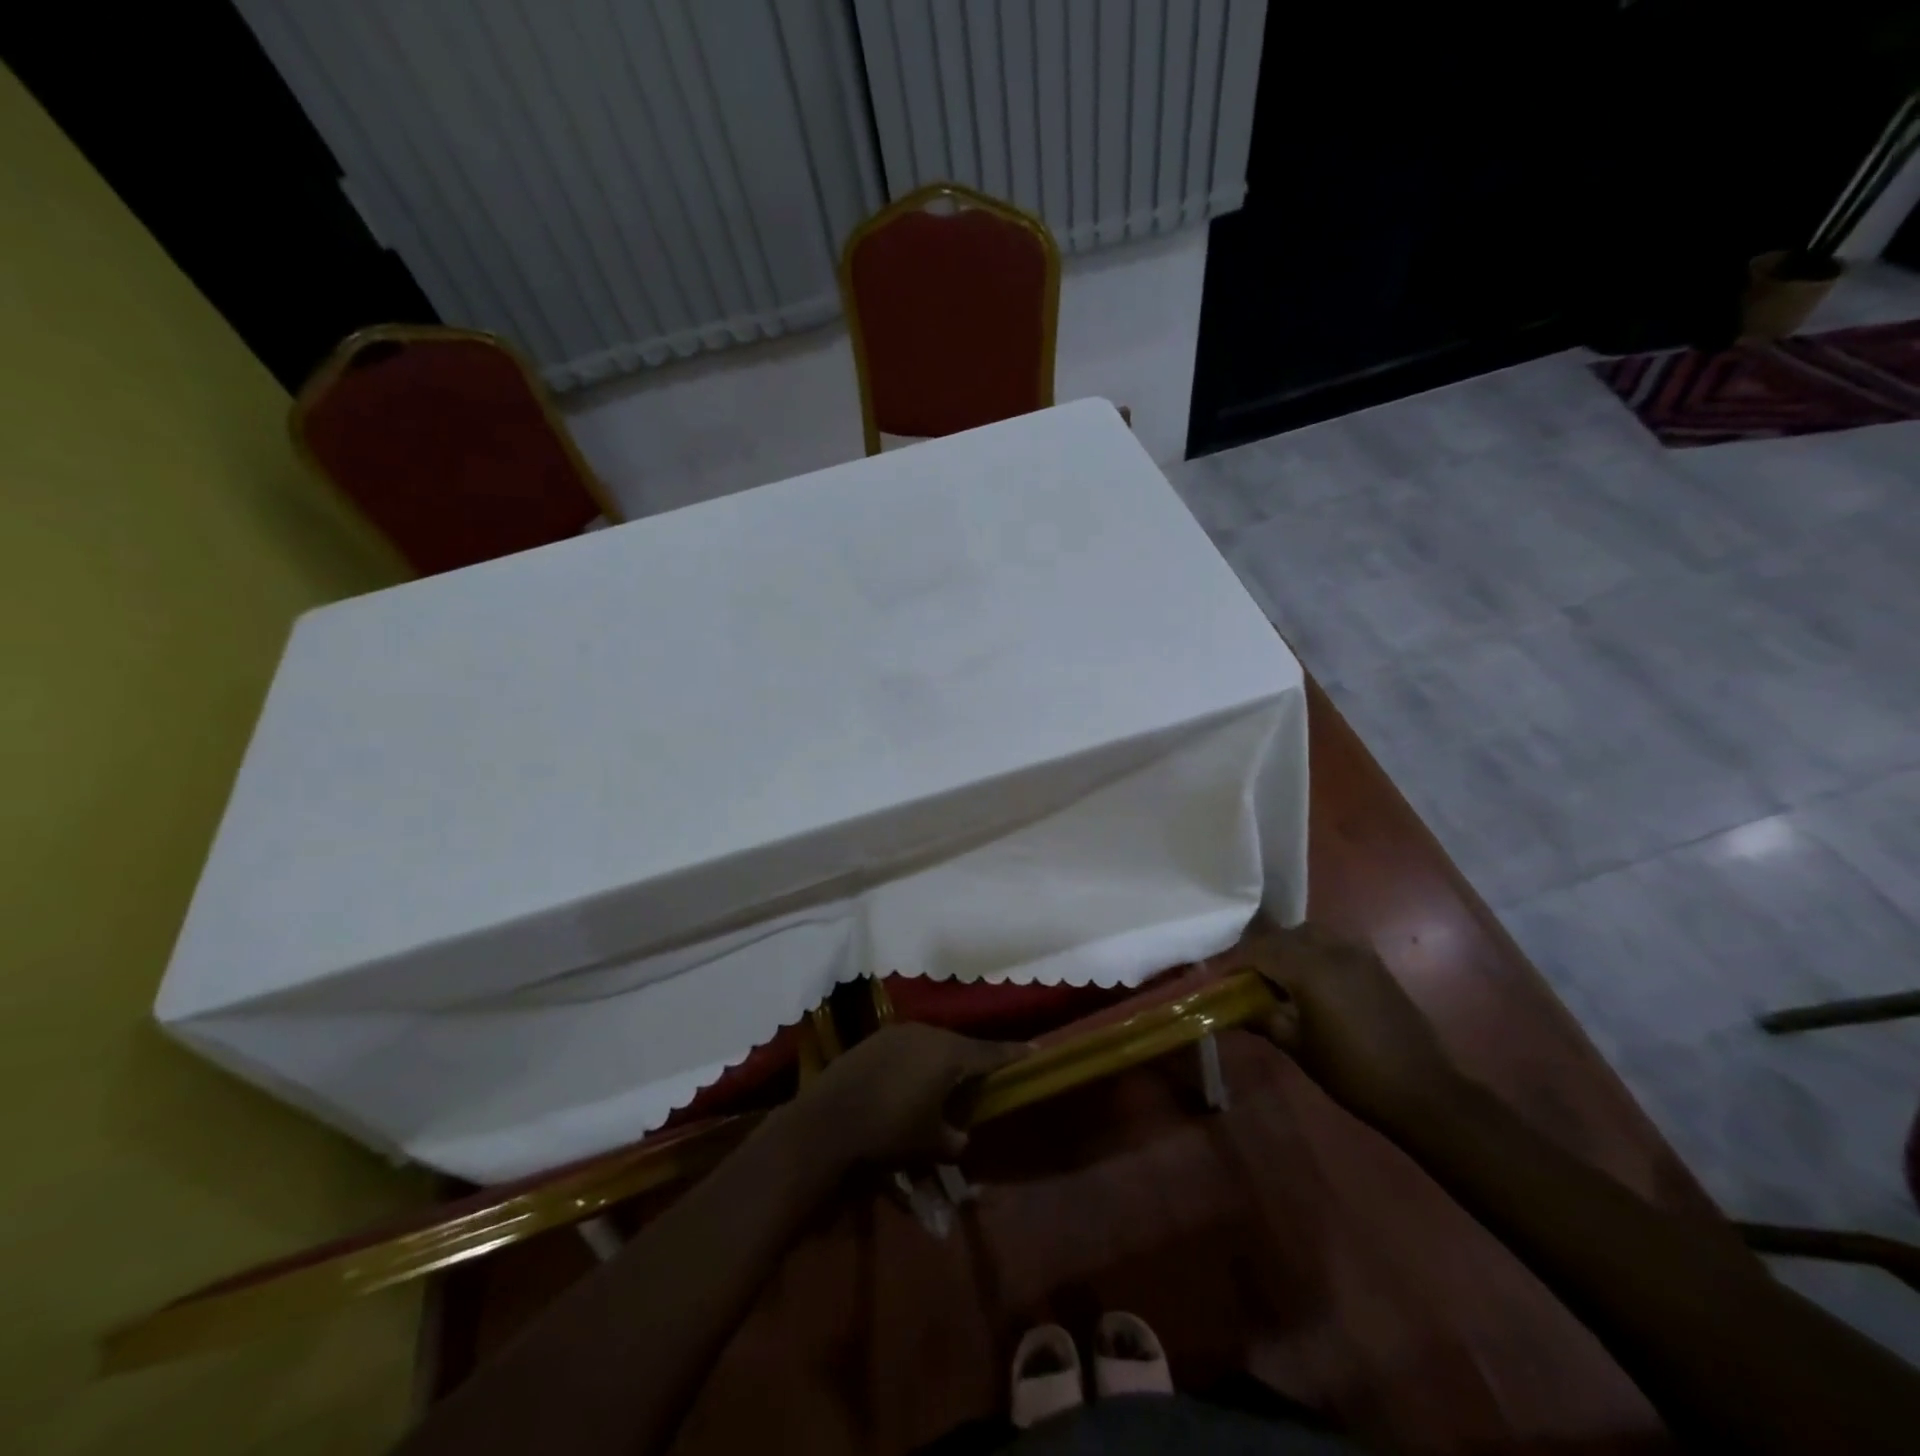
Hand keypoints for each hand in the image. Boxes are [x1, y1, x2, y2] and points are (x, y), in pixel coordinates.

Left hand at [800, 1023, 1022, 1165]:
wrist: (830, 1119)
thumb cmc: (889, 1130)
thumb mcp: (929, 1143)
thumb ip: (953, 1139)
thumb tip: (961, 1137)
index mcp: (950, 1054)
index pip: (991, 1053)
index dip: (1014, 1054)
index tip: (1035, 1050)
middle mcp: (928, 1033)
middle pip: (961, 1045)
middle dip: (973, 1060)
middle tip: (984, 1074)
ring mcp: (899, 1032)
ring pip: (933, 1043)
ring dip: (942, 1060)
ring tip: (944, 1080)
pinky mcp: (876, 1039)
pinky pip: (909, 1045)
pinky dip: (917, 1060)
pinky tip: (910, 1079)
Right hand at [1249, 924, 1465, 1133]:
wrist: (1422, 1090)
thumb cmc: (1351, 1072)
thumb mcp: (1297, 1047)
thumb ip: (1263, 1018)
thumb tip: (1232, 1009)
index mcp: (1308, 969)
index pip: (1258, 950)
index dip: (1235, 963)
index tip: (1221, 980)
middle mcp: (1331, 950)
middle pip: (1283, 936)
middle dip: (1261, 952)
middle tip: (1249, 980)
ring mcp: (1358, 954)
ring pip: (1310, 934)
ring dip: (1289, 948)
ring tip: (1282, 978)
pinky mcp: (1376, 965)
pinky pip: (1334, 944)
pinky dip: (1315, 953)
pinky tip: (1314, 982)